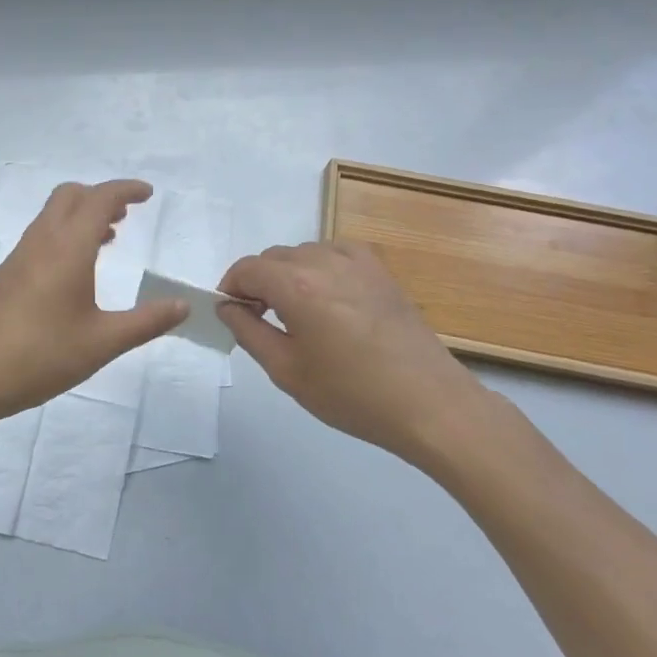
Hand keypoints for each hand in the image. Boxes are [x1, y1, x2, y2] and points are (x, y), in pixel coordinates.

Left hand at [0, 180, 187, 420]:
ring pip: (53, 214)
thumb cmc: (42, 356)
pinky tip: (77, 268)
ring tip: (109, 238)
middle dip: (101, 195)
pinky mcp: (9, 273)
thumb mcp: (103, 342)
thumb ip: (147, 321)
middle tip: (127, 215)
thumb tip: (183, 305)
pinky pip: (42, 234)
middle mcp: (42, 241)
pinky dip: (65, 232)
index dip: (125, 190)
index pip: (99, 199)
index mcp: (68, 248)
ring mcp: (21, 255)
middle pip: (71, 195)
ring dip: (81, 214)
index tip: (147, 194)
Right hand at [218, 242, 486, 467]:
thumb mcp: (287, 371)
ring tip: (298, 314)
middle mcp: (322, 261)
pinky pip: (334, 254)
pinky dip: (320, 268)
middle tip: (261, 320)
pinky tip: (329, 299)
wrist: (429, 403)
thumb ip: (248, 332)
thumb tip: (227, 307)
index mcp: (295, 285)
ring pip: (303, 253)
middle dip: (258, 282)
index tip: (232, 314)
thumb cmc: (352, 393)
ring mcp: (355, 261)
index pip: (246, 268)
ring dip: (288, 274)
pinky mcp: (379, 269)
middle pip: (272, 257)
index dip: (230, 288)